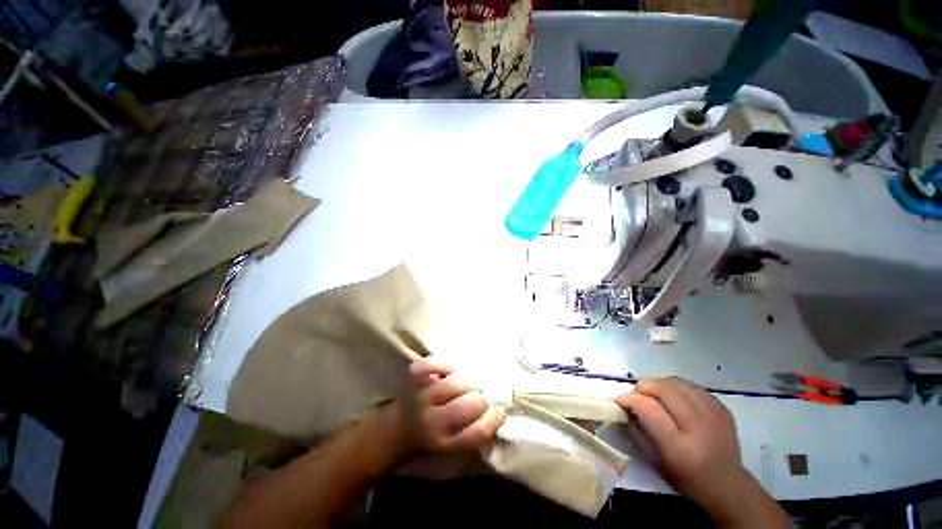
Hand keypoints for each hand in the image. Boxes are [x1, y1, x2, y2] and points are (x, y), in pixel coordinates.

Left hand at [391, 358, 505, 455]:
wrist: (393, 431)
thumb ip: (472, 432)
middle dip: (481, 398)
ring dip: (468, 381)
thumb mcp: (450, 446)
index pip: (477, 433)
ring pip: (454, 384)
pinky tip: (449, 370)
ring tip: (469, 382)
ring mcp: (419, 398)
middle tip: (481, 394)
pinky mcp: (410, 380)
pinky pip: (429, 366)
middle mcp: (430, 422)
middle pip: (468, 406)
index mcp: (443, 443)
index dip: (494, 419)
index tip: (500, 409)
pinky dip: (442, 364)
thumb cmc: (428, 438)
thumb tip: (498, 409)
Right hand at [616, 378, 785, 526]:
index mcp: (680, 448)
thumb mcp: (655, 461)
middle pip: (664, 389)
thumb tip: (624, 405)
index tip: (620, 399)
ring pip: (678, 383)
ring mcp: (715, 416)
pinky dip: (676, 386)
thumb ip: (637, 430)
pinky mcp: (723, 409)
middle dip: (644, 386)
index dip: (630, 398)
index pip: (649, 408)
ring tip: (653, 393)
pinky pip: (692, 386)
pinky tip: (673, 396)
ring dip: (659, 383)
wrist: (728, 486)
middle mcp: (699, 428)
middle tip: (636, 394)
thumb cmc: (685, 478)